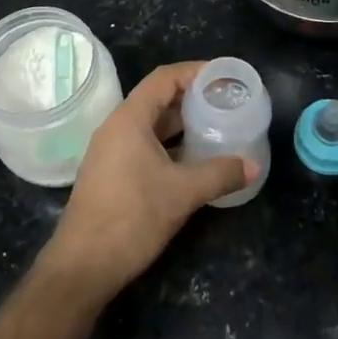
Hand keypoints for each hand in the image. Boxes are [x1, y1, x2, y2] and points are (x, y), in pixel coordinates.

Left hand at [39, 62, 253, 303]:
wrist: (83, 266)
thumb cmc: (131, 218)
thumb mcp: (182, 193)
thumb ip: (220, 174)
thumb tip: (254, 165)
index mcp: (129, 119)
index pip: (164, 78)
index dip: (195, 72)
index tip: (224, 77)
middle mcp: (116, 128)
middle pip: (157, 99)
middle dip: (192, 98)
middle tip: (226, 103)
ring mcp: (111, 152)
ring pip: (151, 125)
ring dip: (182, 124)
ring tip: (216, 127)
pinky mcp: (111, 174)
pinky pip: (144, 145)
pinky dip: (170, 145)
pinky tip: (194, 159)